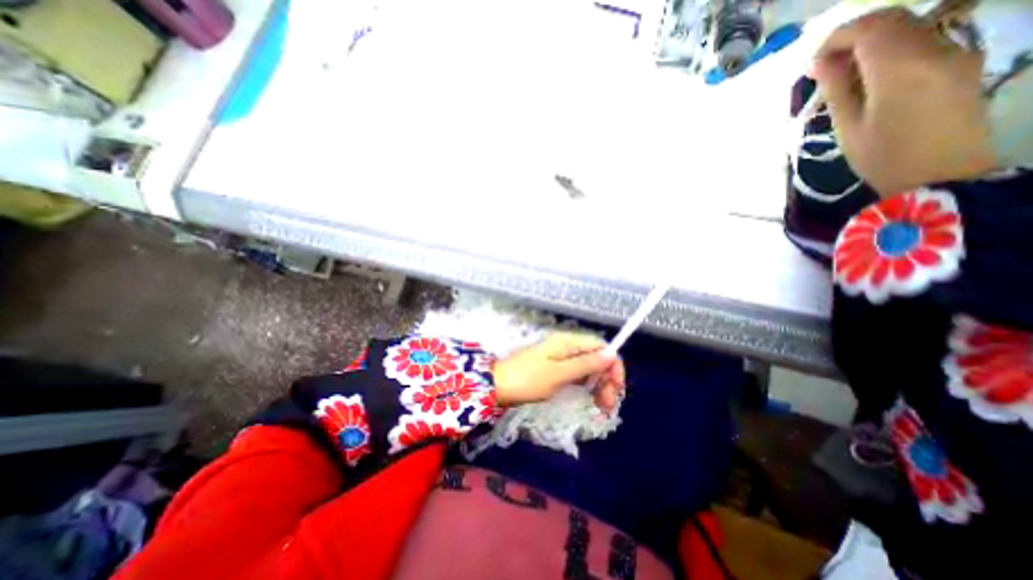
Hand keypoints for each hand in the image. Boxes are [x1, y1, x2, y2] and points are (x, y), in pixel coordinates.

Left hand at [494, 331, 628, 411]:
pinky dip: (585, 385)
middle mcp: (566, 345)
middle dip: (606, 378)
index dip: (612, 364)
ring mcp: (559, 357)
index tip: (616, 387)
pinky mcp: (554, 368)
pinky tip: (588, 399)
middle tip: (607, 405)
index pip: (600, 345)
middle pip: (595, 357)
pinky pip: (576, 374)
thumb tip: (611, 353)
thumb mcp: (559, 374)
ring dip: (598, 384)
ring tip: (600, 407)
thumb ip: (586, 364)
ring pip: (587, 367)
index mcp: (567, 341)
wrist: (496, 386)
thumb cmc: (527, 380)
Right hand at [810, 9, 996, 193]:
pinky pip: (923, 40)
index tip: (814, 62)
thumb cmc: (882, 157)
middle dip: (854, 36)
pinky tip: (872, 77)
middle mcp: (937, 48)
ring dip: (872, 43)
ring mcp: (957, 51)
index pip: (871, 28)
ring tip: (844, 76)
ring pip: (909, 27)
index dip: (837, 37)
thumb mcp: (847, 125)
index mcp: (901, 68)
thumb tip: (819, 62)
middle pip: (894, 20)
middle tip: (825, 67)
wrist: (939, 174)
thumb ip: (835, 88)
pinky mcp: (963, 59)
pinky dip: (891, 50)